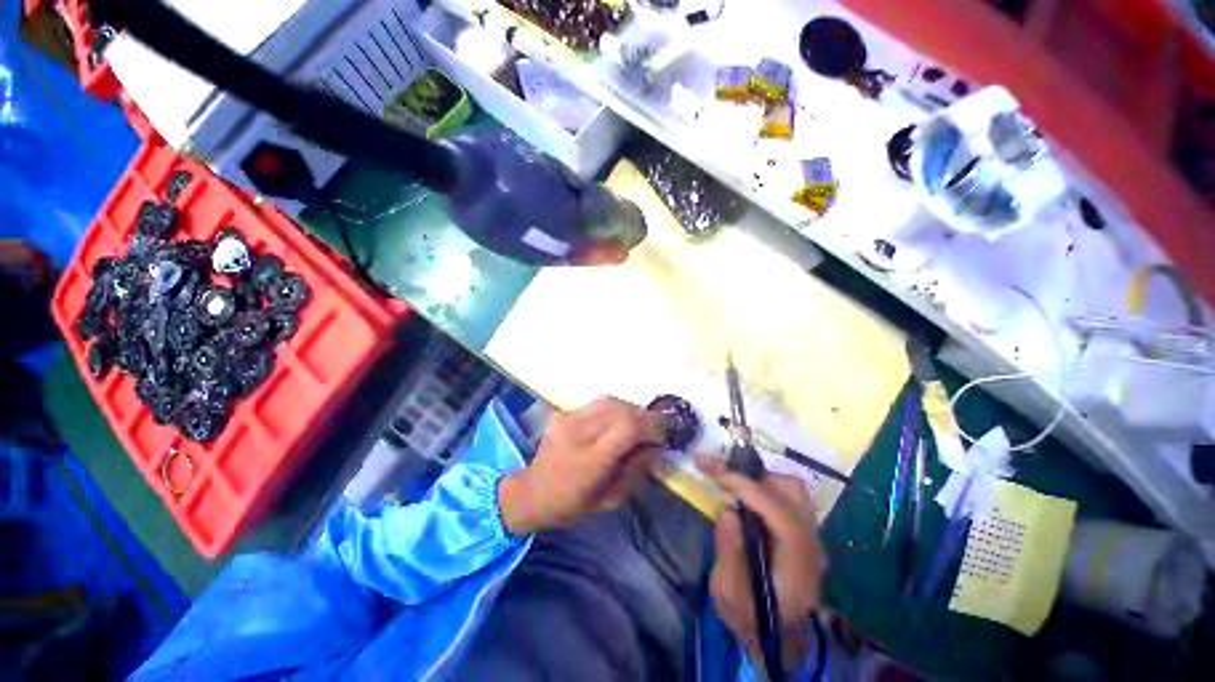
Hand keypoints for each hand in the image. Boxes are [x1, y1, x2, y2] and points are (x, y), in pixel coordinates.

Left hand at [498, 397, 665, 535]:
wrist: (533, 492)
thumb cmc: (573, 504)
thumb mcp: (611, 498)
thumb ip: (637, 469)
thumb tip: (658, 445)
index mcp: (589, 461)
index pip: (628, 428)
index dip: (652, 425)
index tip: (665, 431)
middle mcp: (577, 433)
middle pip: (620, 409)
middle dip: (644, 415)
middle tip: (655, 427)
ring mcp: (567, 419)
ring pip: (609, 401)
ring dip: (630, 409)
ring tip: (638, 422)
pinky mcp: (563, 413)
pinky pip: (596, 403)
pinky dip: (613, 409)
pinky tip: (616, 421)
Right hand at [700, 457, 826, 667]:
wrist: (775, 637)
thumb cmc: (749, 618)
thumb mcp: (729, 593)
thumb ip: (729, 551)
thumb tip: (728, 508)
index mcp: (798, 566)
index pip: (781, 515)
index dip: (748, 489)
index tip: (717, 474)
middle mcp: (812, 546)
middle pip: (793, 493)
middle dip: (754, 479)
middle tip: (722, 479)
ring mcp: (812, 538)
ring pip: (792, 491)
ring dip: (761, 481)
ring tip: (733, 486)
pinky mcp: (804, 533)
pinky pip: (788, 498)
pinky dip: (765, 488)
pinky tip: (745, 498)